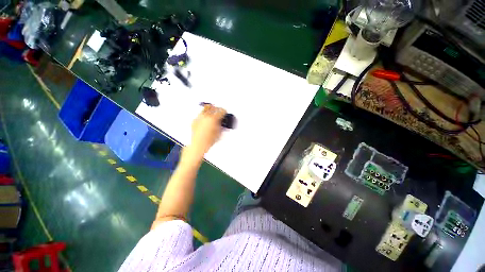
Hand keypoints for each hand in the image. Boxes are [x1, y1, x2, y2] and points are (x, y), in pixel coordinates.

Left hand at [185, 104, 225, 158]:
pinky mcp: (195, 120)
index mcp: (213, 119)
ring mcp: (199, 117)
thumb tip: (222, 122)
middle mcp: (206, 116)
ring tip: (213, 112)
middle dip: (218, 109)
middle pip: (213, 107)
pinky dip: (204, 114)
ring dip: (211, 109)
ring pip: (206, 108)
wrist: (198, 145)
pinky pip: (201, 114)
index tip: (225, 112)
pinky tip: (206, 119)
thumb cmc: (208, 141)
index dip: (224, 111)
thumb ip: (221, 125)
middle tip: (220, 111)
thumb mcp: (219, 133)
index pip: (221, 111)